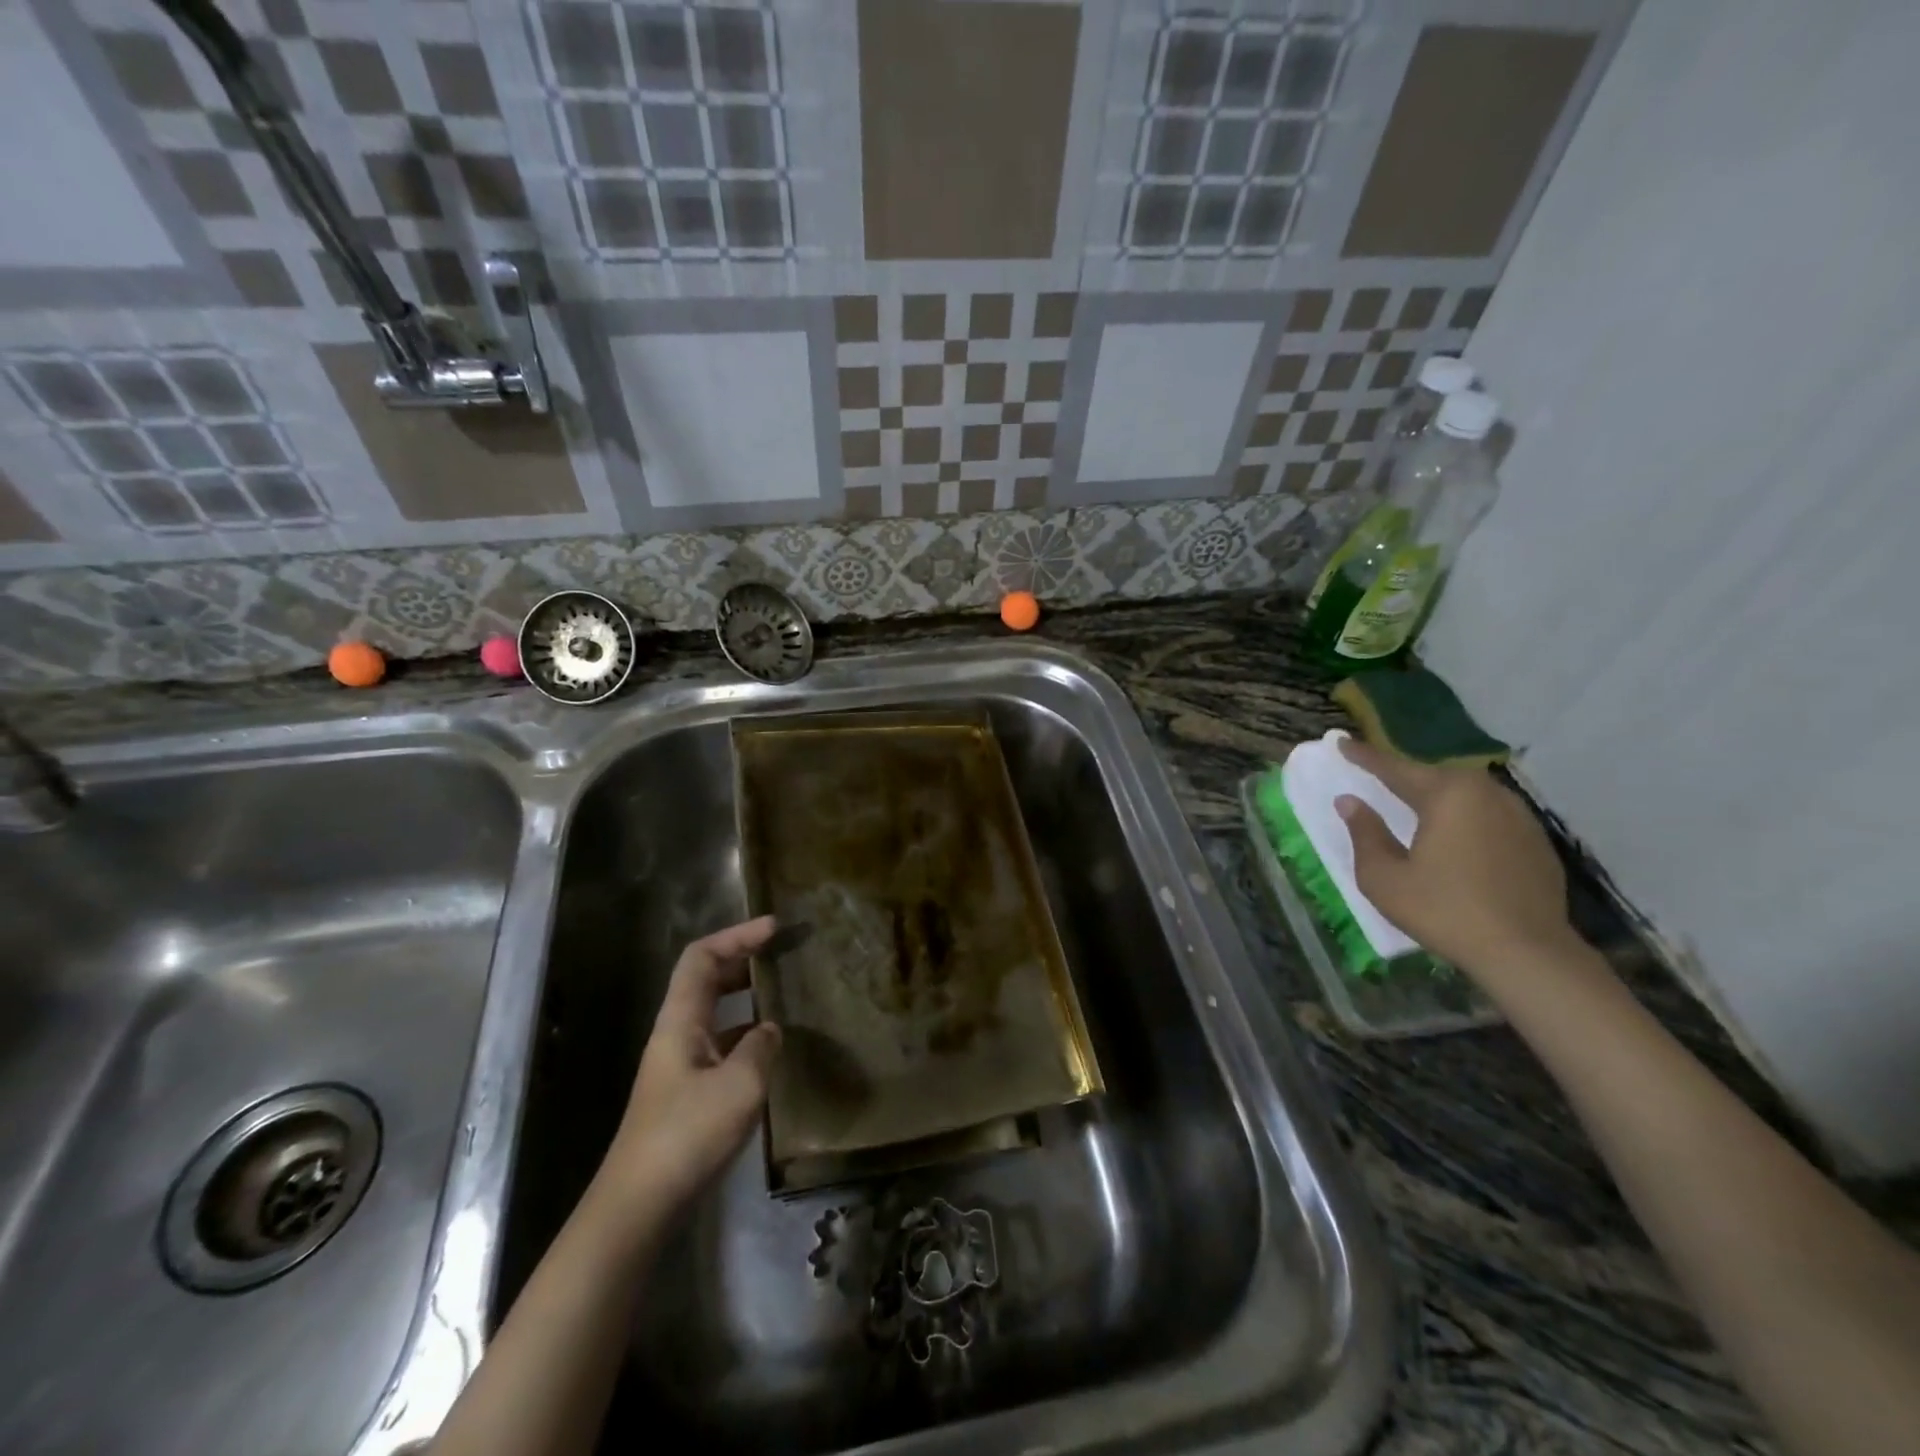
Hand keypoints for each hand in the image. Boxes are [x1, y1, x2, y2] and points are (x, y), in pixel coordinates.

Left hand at [599, 916, 781, 1216]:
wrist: (640, 1205)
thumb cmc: (687, 1135)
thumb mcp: (740, 1085)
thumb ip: (761, 1047)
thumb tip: (770, 1029)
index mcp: (681, 1021)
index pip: (702, 957)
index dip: (737, 935)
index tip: (774, 927)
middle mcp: (677, 1034)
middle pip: (707, 980)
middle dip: (744, 959)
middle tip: (784, 953)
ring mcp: (681, 1065)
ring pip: (716, 1013)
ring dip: (748, 996)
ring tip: (787, 995)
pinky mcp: (689, 1094)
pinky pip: (722, 1045)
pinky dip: (748, 1034)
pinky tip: (774, 1050)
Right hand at [1334, 738, 1579, 985]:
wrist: (1528, 953)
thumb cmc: (1444, 910)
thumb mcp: (1384, 877)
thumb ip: (1364, 833)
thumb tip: (1350, 802)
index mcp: (1446, 795)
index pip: (1394, 768)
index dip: (1364, 756)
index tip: (1341, 742)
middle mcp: (1485, 793)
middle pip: (1434, 777)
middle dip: (1404, 777)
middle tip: (1378, 779)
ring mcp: (1517, 815)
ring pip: (1465, 795)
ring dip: (1436, 797)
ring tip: (1414, 806)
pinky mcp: (1536, 840)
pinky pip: (1488, 815)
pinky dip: (1464, 818)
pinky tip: (1455, 838)